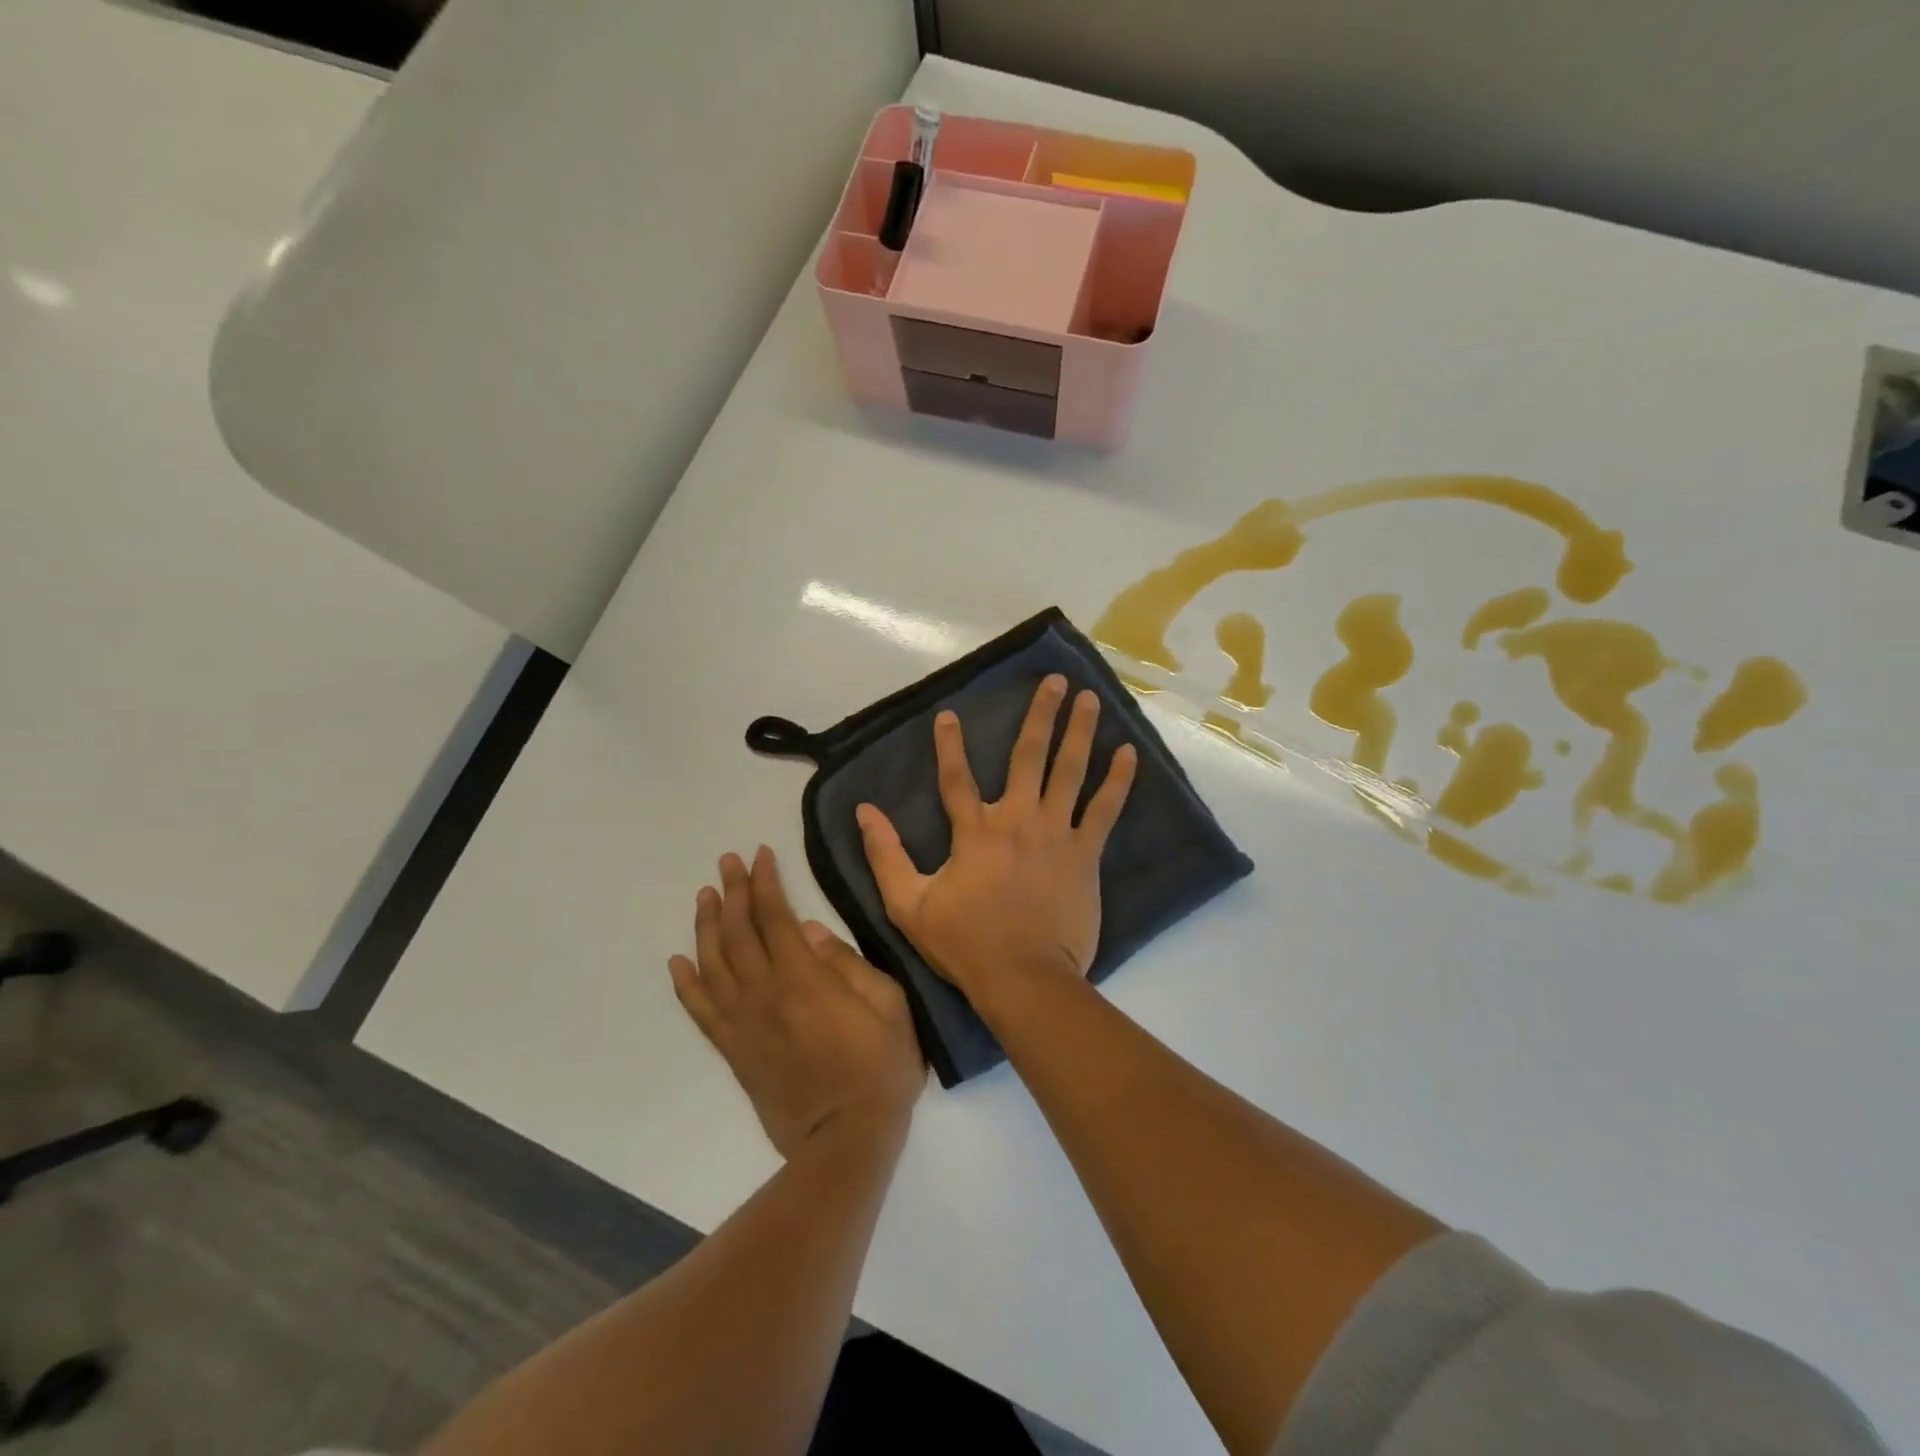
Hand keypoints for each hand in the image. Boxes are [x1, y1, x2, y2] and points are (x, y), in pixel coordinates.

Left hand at [670, 847, 924, 1158]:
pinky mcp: (734, 1051)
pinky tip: (677, 961)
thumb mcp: (889, 1006)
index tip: (759, 854)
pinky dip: (686, 984)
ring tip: (705, 897)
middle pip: (739, 932)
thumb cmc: (880, 1069)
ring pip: (713, 964)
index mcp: (804, 979)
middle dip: (733, 891)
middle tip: (726, 862)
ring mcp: (744, 1024)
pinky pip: (701, 1011)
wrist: (845, 1140)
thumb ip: (850, 964)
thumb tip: (812, 932)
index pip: (775, 917)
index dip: (765, 882)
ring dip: (707, 926)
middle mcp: (764, 994)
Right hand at [856, 675, 1136, 1008]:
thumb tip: (865, 812)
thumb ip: (885, 855)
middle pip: (1028, 755)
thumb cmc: (965, 943)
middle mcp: (1017, 818)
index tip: (950, 714)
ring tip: (1091, 699)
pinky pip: (1104, 809)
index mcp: (974, 831)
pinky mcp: (1084, 853)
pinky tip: (1129, 753)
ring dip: (1079, 732)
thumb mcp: (908, 904)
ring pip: (1069, 771)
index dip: (950, 744)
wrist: (1025, 977)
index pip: (956, 777)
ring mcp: (1055, 832)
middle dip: (1041, 714)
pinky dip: (1117, 780)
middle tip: (1056, 681)